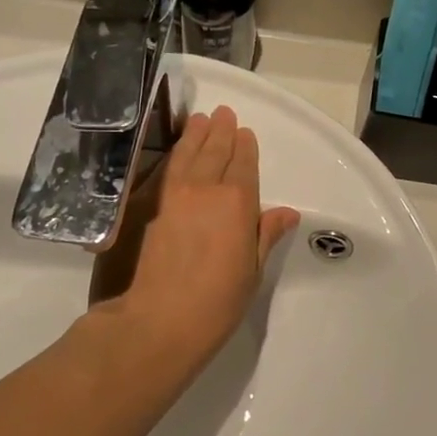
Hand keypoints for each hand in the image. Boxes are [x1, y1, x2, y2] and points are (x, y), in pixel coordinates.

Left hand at [89, 107, 300, 366]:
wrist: (157, 322)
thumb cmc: (216, 302)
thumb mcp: (252, 271)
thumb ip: (266, 235)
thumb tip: (286, 212)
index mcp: (238, 203)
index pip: (244, 166)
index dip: (245, 147)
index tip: (244, 132)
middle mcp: (206, 190)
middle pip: (215, 153)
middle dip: (221, 132)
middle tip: (223, 113)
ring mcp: (173, 197)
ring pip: (187, 155)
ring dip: (195, 135)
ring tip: (199, 119)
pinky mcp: (150, 209)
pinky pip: (165, 170)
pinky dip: (173, 155)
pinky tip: (175, 151)